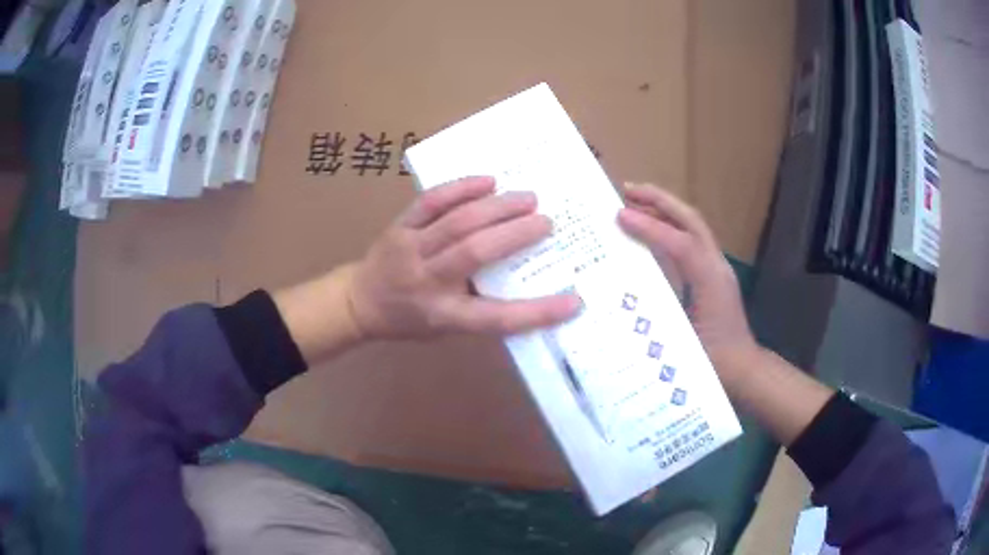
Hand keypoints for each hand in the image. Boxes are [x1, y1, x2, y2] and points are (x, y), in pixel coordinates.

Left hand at [347, 176, 581, 339]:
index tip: (573, 302)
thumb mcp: (445, 327)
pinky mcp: (400, 225)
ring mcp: (410, 248)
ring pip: (457, 222)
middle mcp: (426, 280)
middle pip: (475, 253)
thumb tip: (527, 282)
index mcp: (443, 314)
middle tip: (547, 222)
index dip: (536, 311)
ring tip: (527, 197)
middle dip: (516, 234)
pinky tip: (487, 180)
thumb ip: (481, 308)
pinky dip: (460, 189)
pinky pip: (431, 202)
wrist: (359, 300)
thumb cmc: (410, 319)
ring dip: (497, 207)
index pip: (495, 318)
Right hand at [617, 183, 759, 378]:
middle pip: (691, 220)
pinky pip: (690, 239)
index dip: (651, 228)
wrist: (744, 368)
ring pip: (691, 226)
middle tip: (626, 190)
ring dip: (664, 209)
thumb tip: (622, 300)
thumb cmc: (716, 363)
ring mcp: (716, 267)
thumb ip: (658, 320)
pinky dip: (669, 226)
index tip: (620, 216)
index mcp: (711, 282)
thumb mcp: (684, 345)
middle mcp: (716, 266)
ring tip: (633, 200)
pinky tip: (649, 229)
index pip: (681, 244)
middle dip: (660, 200)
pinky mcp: (712, 273)